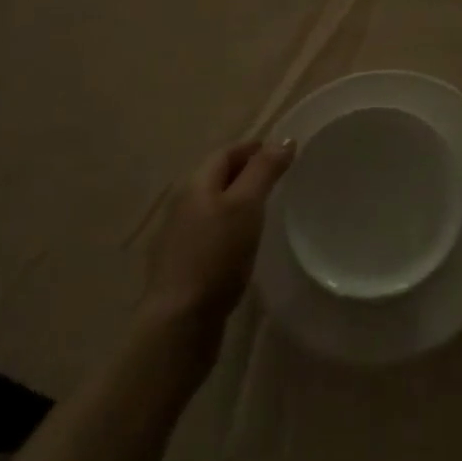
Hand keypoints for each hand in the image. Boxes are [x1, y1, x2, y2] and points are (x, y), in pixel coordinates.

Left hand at [143, 139, 294, 324]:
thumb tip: (283, 139)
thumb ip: (264, 170)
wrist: (179, 321)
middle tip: (276, 178)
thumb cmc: (217, 254)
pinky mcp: (181, 265)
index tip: (280, 152)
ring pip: (211, 206)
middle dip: (244, 171)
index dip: (253, 147)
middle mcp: (182, 204)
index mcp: (195, 184)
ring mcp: (177, 237)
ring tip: (263, 209)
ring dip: (235, 201)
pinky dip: (227, 227)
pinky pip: (208, 232)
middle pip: (216, 177)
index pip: (226, 152)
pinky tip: (241, 244)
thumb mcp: (246, 205)